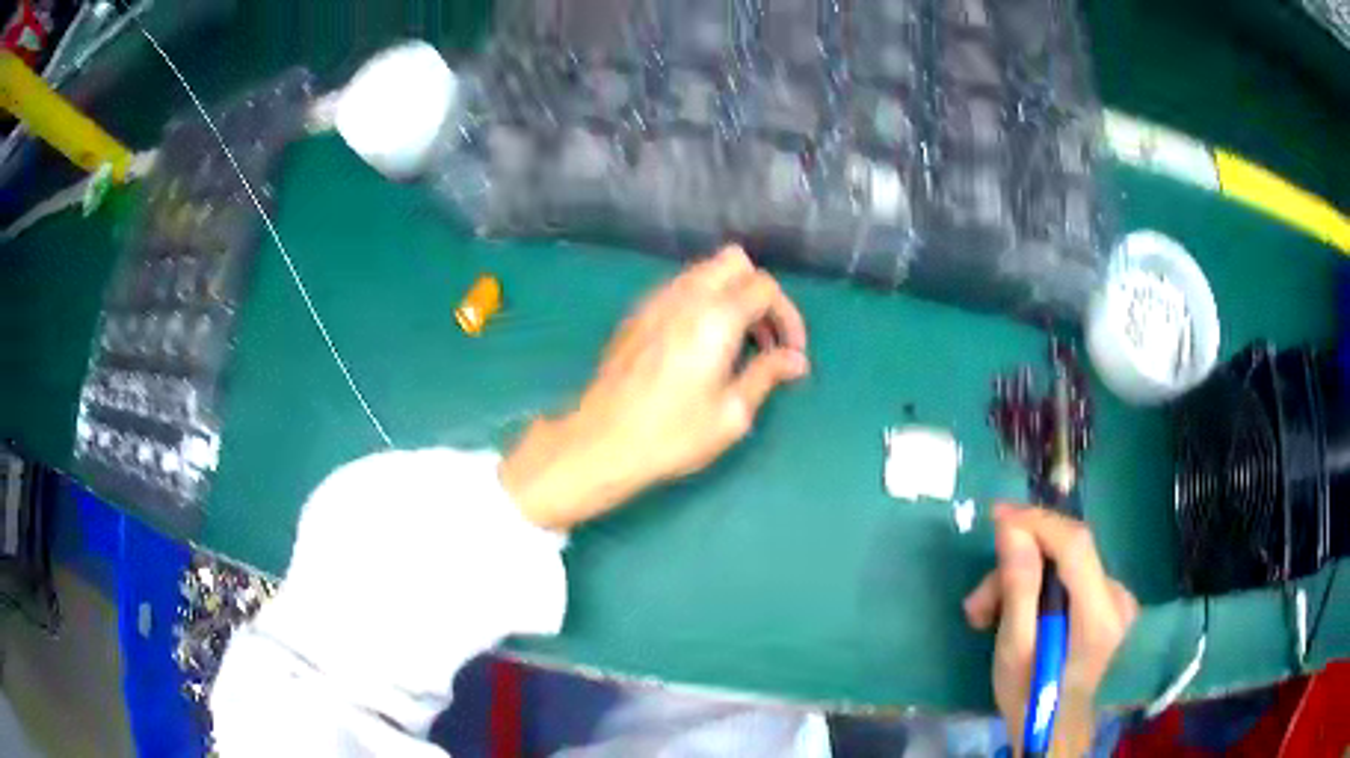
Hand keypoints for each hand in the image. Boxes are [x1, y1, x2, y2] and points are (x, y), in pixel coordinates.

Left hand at [501, 245, 809, 529]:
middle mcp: (685, 296)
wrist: (602, 442)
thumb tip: (795, 361)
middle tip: (764, 338)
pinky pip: (678, 289)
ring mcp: (655, 301)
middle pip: (733, 262)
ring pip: (703, 272)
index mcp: (715, 317)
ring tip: (736, 344)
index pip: (764, 287)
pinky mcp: (636, 315)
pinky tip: (700, 345)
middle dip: (757, 293)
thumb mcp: (731, 413)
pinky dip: (701, 302)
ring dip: (729, 295)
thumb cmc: (672, 434)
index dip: (787, 316)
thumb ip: (766, 375)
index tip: (790, 353)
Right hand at [963, 506, 1137, 756]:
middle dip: (1019, 566)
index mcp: (1100, 615)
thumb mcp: (1014, 651)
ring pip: (1065, 566)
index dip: (1038, 522)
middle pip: (1067, 555)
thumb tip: (1012, 529)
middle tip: (979, 601)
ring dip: (1024, 582)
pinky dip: (1040, 589)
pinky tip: (1016, 613)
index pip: (1076, 544)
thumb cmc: (1031, 699)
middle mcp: (1117, 597)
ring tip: (985, 616)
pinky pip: (1071, 578)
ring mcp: (1116, 600)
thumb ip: (1019, 589)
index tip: (997, 516)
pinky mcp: (1108, 603)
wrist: (1055, 729)